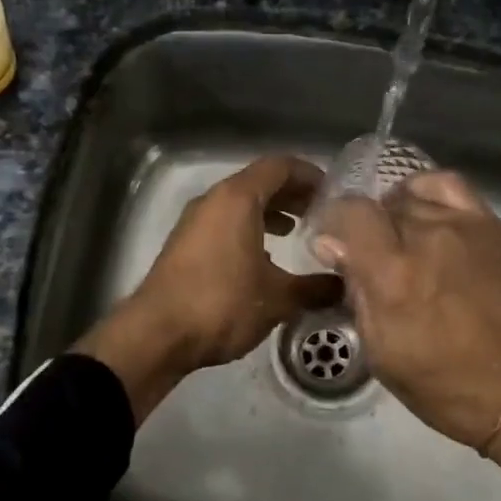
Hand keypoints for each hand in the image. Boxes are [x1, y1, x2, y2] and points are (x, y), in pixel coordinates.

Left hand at [75, 155, 340, 422]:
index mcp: (237, 198)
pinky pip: (224, 223)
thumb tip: (343, 287)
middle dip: (292, 194)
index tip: (333, 193)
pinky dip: (248, 229)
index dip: (309, 174)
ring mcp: (195, 222)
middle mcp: (213, 201)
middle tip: (321, 213)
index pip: (279, 166)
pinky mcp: (185, 245)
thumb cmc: (221, 304)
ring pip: (239, 204)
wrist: (157, 334)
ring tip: (297, 232)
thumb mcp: (278, 298)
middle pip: (259, 182)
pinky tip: (264, 259)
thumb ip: (314, 288)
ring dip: (269, 212)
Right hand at [313, 171, 500, 493]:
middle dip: (367, 228)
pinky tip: (427, 213)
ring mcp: (466, 226)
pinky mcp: (494, 227)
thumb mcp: (382, 352)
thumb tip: (330, 245)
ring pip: (413, 196)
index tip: (334, 247)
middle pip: (381, 205)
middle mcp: (428, 237)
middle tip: (370, 258)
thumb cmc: (445, 385)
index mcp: (393, 274)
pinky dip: (429, 192)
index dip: (335, 224)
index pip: (350, 212)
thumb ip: (355, 291)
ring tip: (400, 240)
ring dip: (397, 214)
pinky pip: (451, 187)